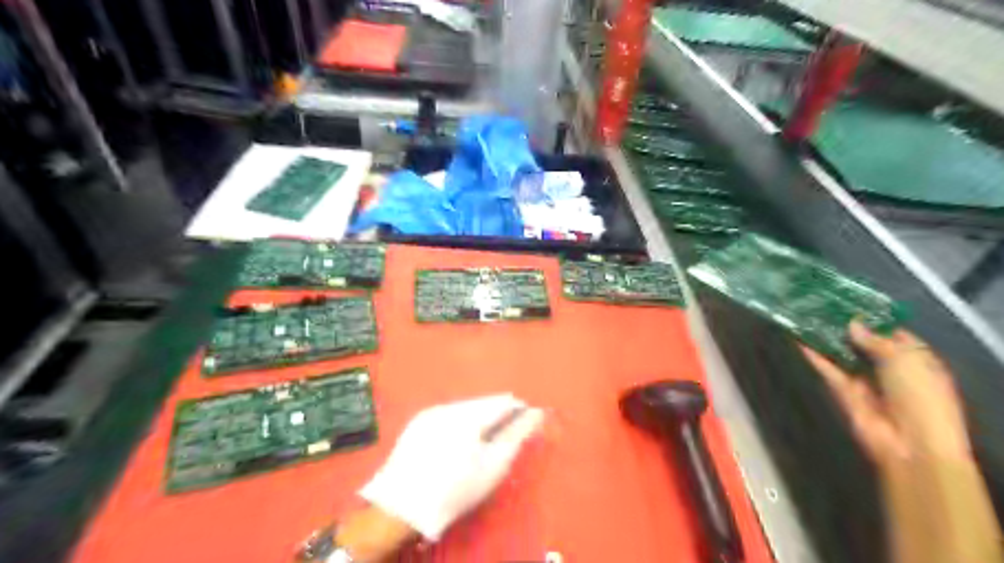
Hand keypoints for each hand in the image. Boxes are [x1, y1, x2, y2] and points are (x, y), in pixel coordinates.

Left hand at [358, 392, 544, 540]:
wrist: (402, 506)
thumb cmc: (456, 488)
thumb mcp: (493, 466)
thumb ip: (517, 435)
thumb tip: (535, 414)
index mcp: (469, 415)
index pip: (502, 401)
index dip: (518, 410)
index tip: (525, 423)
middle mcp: (449, 406)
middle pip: (483, 403)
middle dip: (497, 415)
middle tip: (503, 437)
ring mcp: (430, 412)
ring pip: (465, 408)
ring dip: (478, 418)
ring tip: (481, 441)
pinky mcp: (417, 422)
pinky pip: (447, 415)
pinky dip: (459, 423)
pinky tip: (457, 443)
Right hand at [802, 319, 972, 463]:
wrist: (911, 445)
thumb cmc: (921, 396)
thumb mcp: (905, 360)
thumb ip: (875, 339)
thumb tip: (852, 323)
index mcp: (914, 358)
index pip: (890, 332)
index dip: (870, 318)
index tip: (847, 301)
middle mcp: (888, 367)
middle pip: (862, 342)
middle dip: (843, 325)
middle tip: (820, 303)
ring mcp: (863, 379)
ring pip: (841, 353)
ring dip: (825, 337)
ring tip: (805, 315)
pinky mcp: (842, 390)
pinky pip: (827, 369)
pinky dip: (813, 355)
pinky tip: (797, 338)